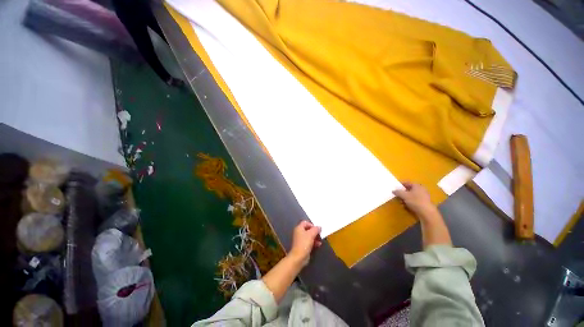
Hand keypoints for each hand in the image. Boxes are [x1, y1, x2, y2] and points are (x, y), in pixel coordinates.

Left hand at [289, 220, 321, 266]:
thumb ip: (316, 229)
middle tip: (320, 234)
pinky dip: (314, 242)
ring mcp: (301, 240)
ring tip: (320, 240)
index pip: (305, 222)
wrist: (299, 256)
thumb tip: (319, 227)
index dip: (312, 224)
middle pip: (308, 229)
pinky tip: (318, 245)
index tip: (317, 228)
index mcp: (299, 228)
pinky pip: (310, 242)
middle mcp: (299, 233)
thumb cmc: (304, 243)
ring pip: (309, 236)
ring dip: (315, 237)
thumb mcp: (311, 234)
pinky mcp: (303, 246)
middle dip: (315, 231)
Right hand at [393, 182, 436, 219]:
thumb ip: (399, 192)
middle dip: (404, 194)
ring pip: (413, 196)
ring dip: (407, 199)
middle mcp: (421, 188)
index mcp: (416, 185)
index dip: (401, 185)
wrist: (426, 211)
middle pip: (410, 189)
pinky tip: (408, 207)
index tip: (396, 188)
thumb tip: (393, 190)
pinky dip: (411, 202)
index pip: (407, 183)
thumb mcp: (405, 196)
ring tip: (402, 204)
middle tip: (399, 198)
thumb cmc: (415, 201)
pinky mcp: (424, 202)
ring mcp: (423, 195)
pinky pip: (416, 200)